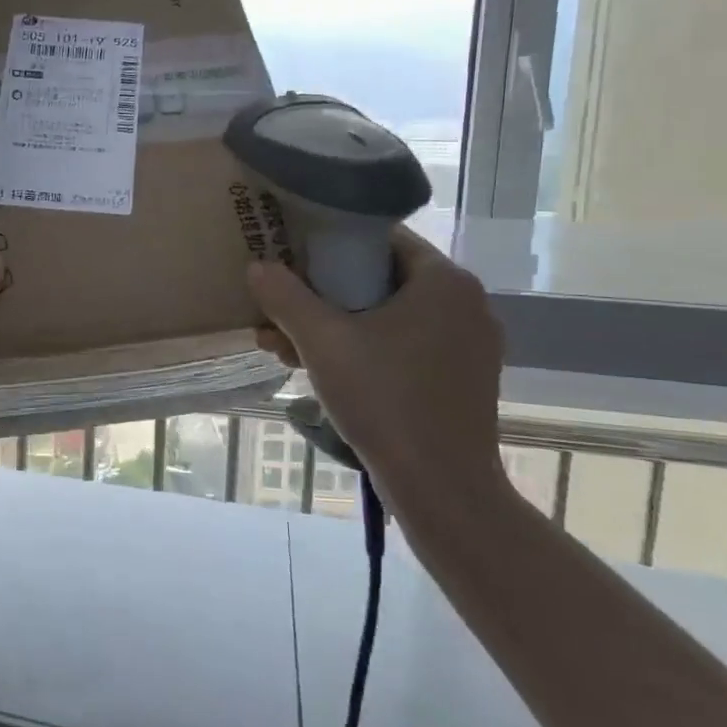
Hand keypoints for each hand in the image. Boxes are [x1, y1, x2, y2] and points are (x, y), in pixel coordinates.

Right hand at [247, 227, 506, 520]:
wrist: (442, 488)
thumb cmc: (384, 400)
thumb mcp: (322, 342)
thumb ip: (285, 297)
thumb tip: (257, 266)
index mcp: (443, 280)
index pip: (380, 237)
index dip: (328, 243)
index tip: (290, 260)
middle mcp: (465, 303)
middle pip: (379, 279)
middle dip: (321, 296)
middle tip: (278, 315)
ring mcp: (468, 344)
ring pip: (388, 316)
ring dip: (334, 327)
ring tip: (285, 351)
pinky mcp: (462, 378)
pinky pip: (404, 345)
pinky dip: (363, 350)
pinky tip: (321, 372)